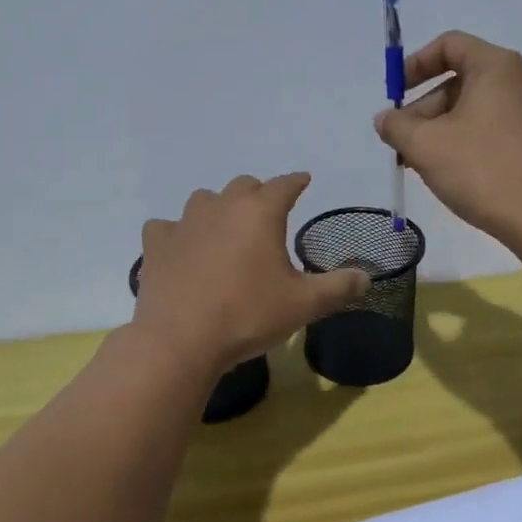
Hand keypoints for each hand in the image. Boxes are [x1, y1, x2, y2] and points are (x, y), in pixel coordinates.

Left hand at [133, 173, 369, 372]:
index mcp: (260, 212)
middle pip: (243, 185)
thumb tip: (366, 278)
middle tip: (267, 214)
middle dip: (258, 194)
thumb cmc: (248, 316)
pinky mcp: (156, 245)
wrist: (180, 340)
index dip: (296, 182)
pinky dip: (178, 233)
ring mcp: (184, 223)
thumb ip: (337, 288)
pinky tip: (182, 249)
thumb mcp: (303, 305)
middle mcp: (221, 207)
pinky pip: (167, 226)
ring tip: (225, 230)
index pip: (284, 185)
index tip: (303, 181)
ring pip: (204, 200)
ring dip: (218, 208)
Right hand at [375, 31, 521, 245]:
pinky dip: (463, 143)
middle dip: (422, 109)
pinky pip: (491, 130)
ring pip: (473, 110)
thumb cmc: (483, 170)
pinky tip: (448, 174)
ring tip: (418, 165)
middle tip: (400, 143)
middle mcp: (519, 81)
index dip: (414, 64)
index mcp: (496, 66)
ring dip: (439, 131)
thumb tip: (385, 119)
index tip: (394, 95)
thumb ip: (396, 126)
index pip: (449, 45)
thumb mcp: (426, 146)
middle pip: (459, 80)